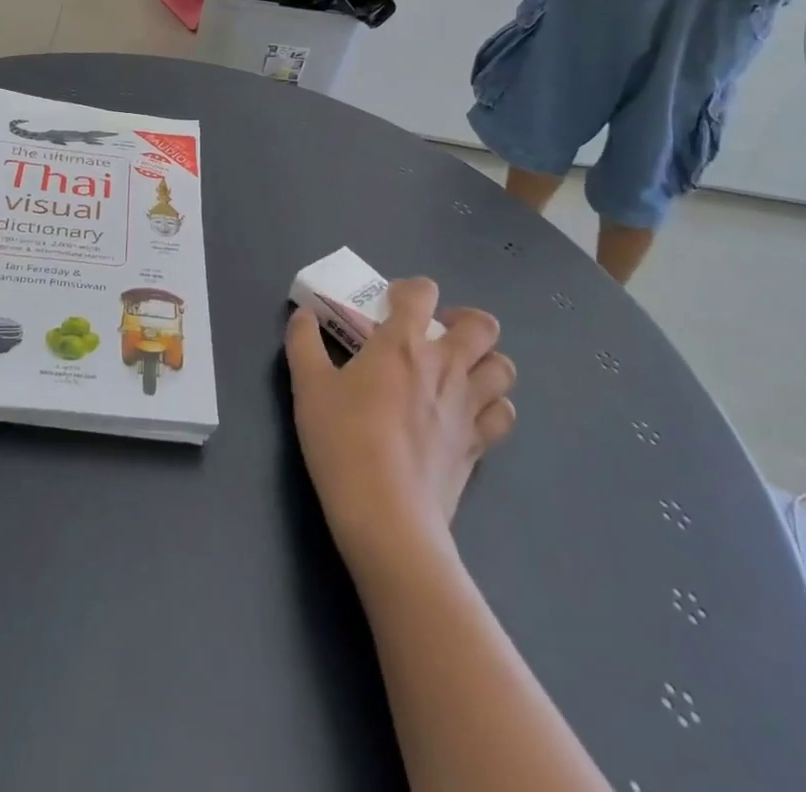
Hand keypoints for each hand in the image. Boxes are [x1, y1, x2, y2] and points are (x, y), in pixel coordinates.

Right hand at [286, 279, 516, 566]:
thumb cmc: (343, 441)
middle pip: (482, 325)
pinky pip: (503, 414)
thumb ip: (303, 343)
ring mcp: (468, 406)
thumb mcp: (308, 387)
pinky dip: (492, 406)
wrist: (385, 515)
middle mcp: (445, 366)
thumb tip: (302, 315)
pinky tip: (468, 414)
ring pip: (503, 367)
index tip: (390, 305)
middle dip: (464, 320)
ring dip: (485, 361)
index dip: (410, 290)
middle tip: (437, 335)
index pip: (423, 292)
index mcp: (403, 343)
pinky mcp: (477, 445)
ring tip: (459, 371)